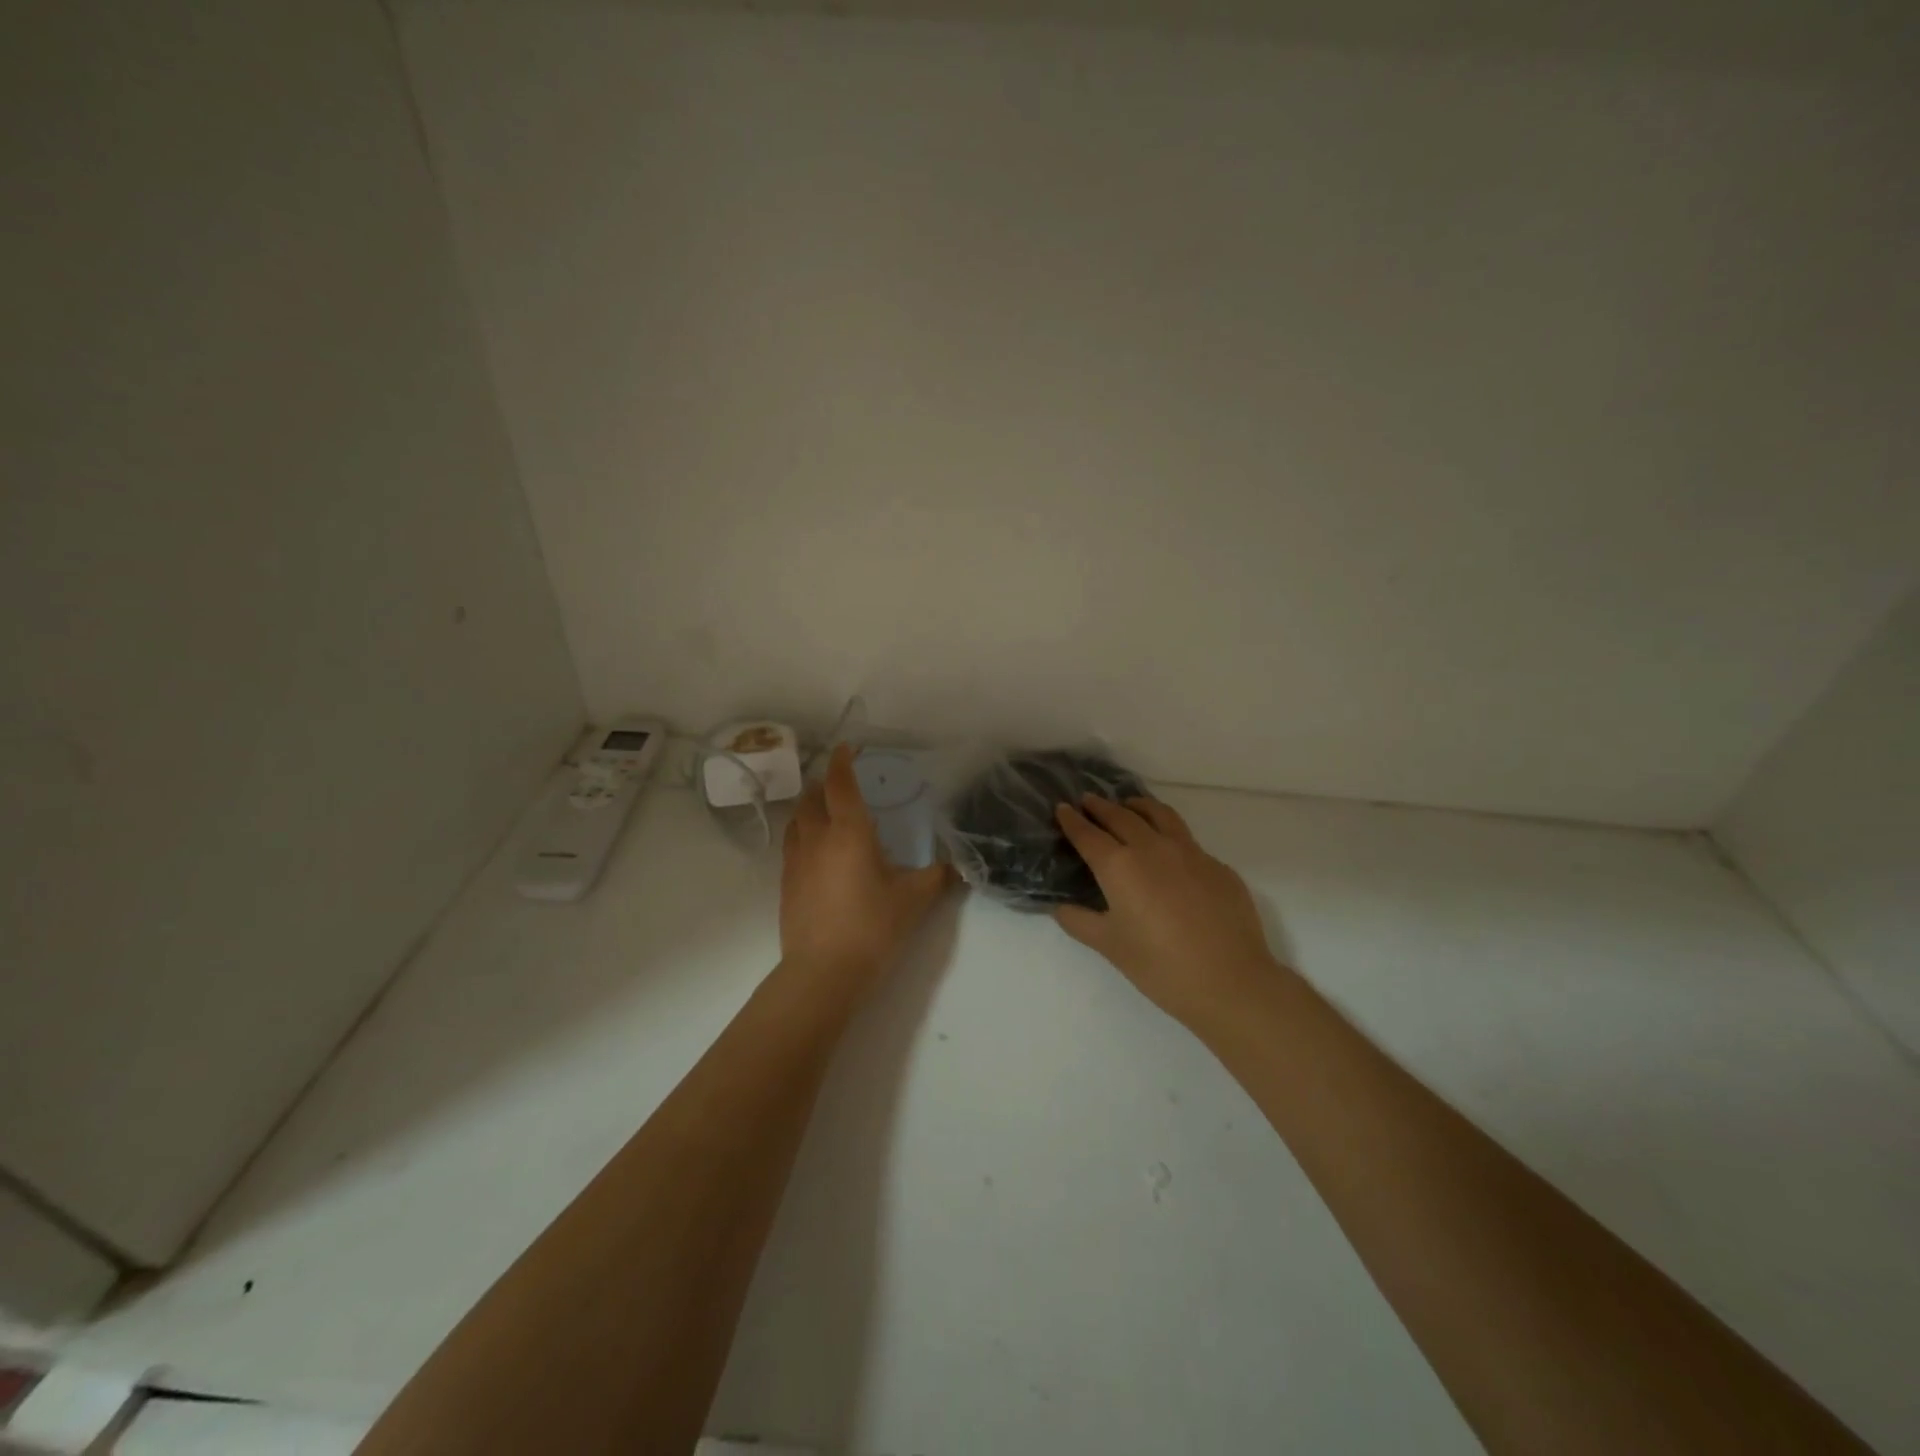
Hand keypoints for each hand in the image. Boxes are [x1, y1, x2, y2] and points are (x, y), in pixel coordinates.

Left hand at [780, 744, 954, 990]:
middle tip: (842, 784)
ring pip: (797, 821)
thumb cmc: (872, 927)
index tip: (847, 748)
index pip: (841, 785)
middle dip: (825, 784)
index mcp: (849, 832)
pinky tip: (819, 854)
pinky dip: (804, 836)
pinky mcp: (786, 885)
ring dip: (810, 809)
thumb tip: (956, 866)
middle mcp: (817, 839)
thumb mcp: (914, 900)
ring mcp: (796, 862)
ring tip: (827, 814)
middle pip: (812, 798)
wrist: (823, 973)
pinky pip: (792, 846)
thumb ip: (936, 877)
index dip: (843, 762)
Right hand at [1054, 795, 1282, 1031]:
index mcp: (1120, 866)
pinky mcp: (1218, 866)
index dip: (1072, 820)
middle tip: (1089, 801)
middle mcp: (1153, 848)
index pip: (1089, 835)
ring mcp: (1190, 853)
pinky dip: (1170, 835)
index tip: (1062, 808)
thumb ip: (1079, 921)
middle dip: (1102, 807)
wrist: (1231, 982)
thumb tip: (1060, 907)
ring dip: (1139, 806)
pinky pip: (1188, 841)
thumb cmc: (1160, 966)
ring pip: (1160, 815)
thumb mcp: (1110, 946)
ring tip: (1130, 806)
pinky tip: (1170, 853)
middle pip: (1122, 817)